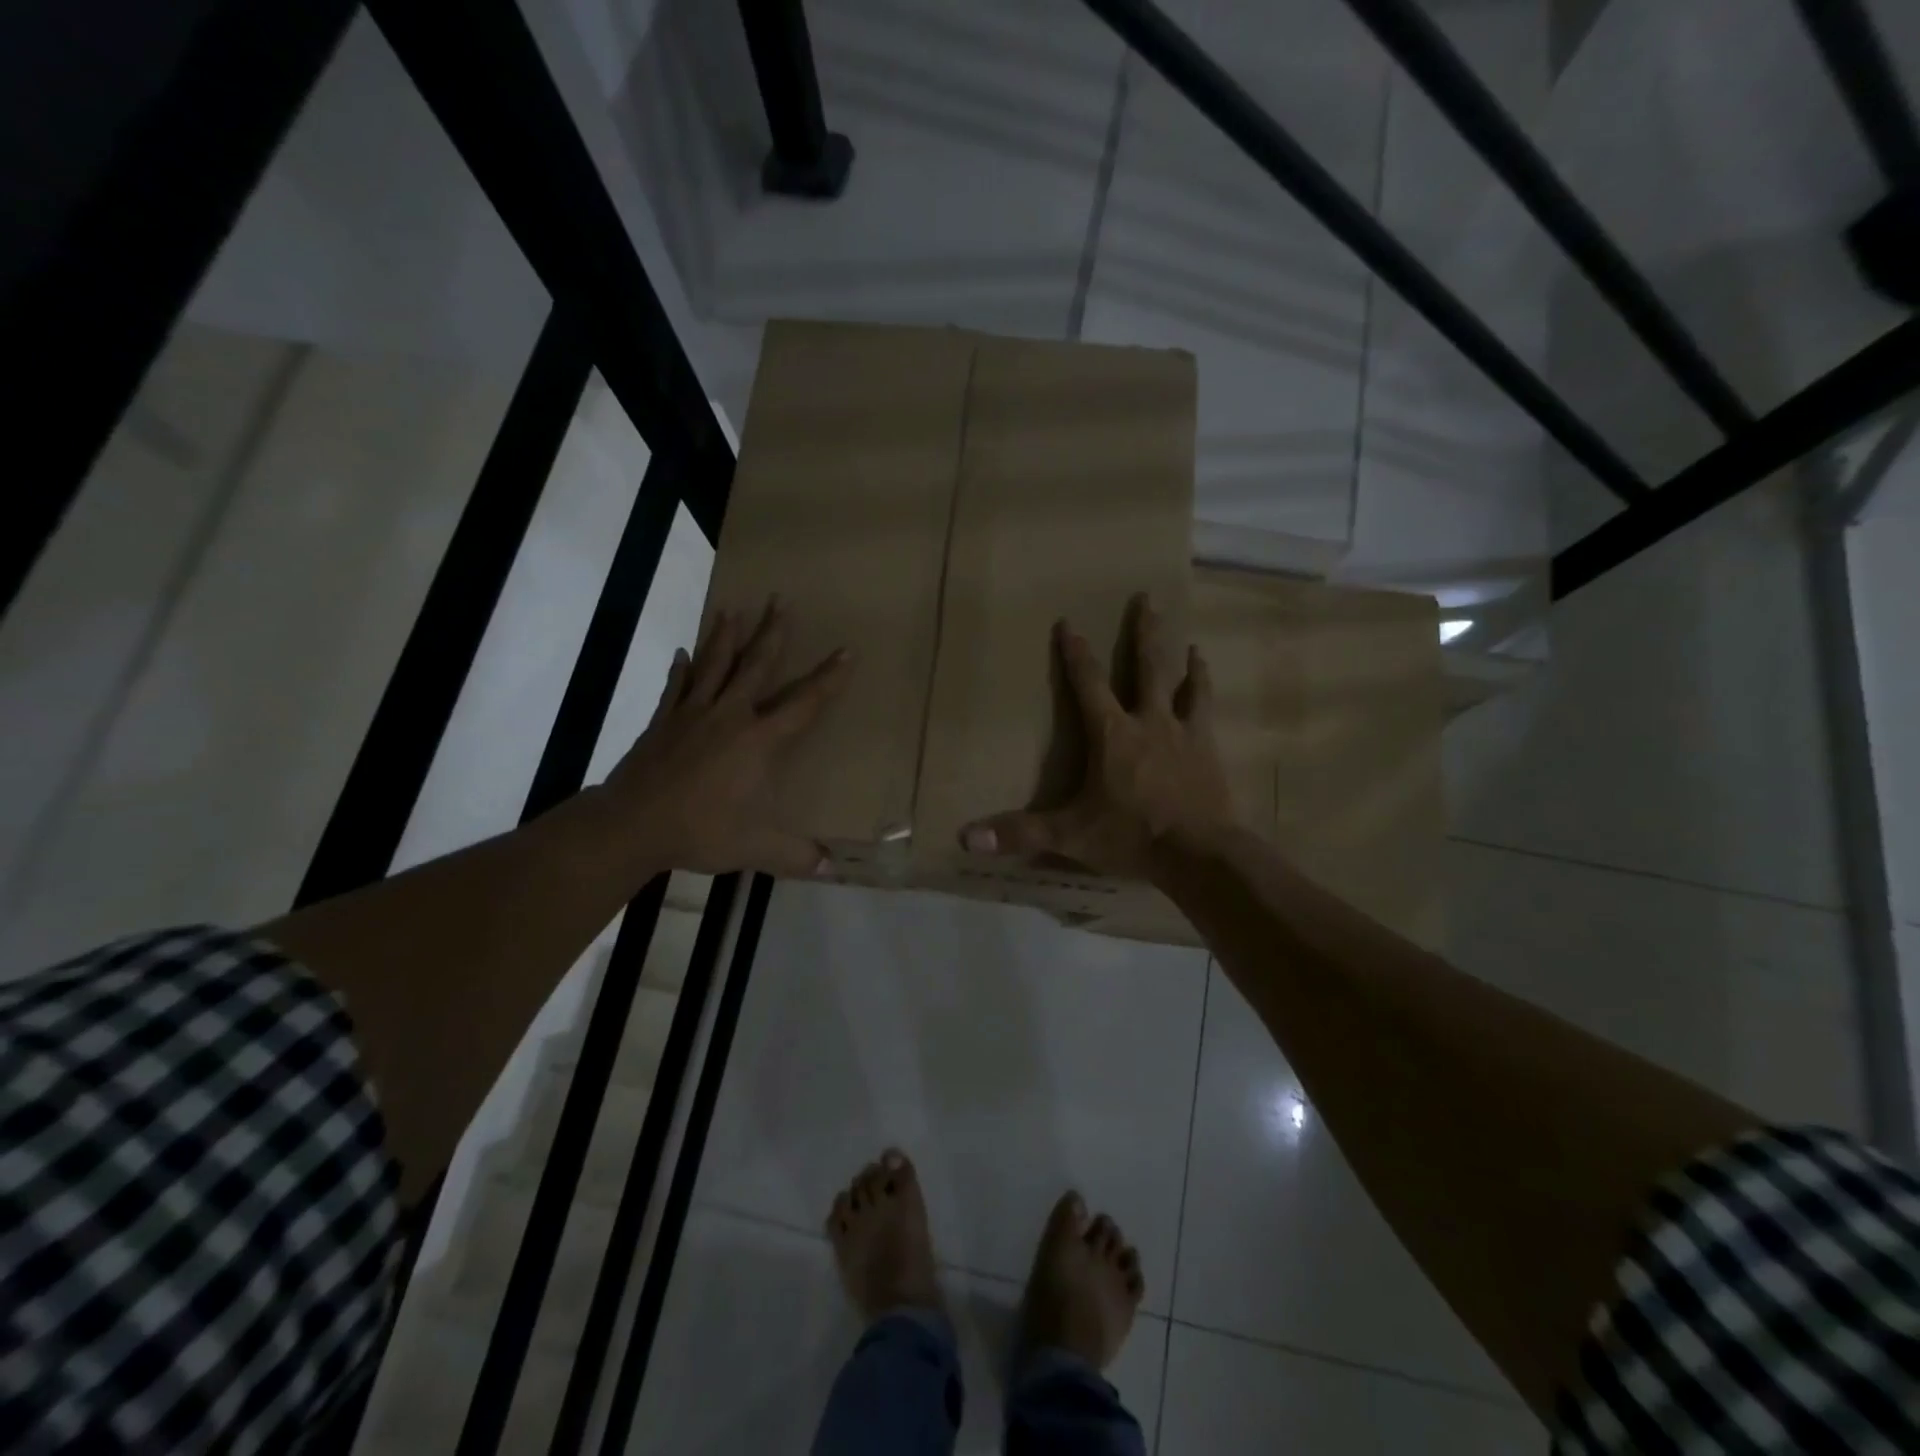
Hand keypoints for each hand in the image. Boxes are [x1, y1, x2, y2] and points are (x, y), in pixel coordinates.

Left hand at [604, 598, 848, 877]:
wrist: (632, 824)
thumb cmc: (701, 830)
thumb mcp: (757, 848)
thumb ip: (797, 856)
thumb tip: (833, 869)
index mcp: (759, 741)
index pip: (803, 703)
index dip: (828, 679)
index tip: (845, 651)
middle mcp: (730, 716)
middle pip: (756, 666)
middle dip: (772, 633)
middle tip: (780, 601)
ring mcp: (692, 714)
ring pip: (714, 665)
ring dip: (725, 636)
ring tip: (733, 609)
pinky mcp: (663, 722)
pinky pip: (676, 687)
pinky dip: (681, 668)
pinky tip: (682, 652)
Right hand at [959, 593, 1237, 879]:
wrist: (1200, 853)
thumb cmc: (1131, 836)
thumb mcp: (1070, 835)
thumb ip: (1021, 833)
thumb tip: (966, 837)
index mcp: (1112, 734)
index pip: (1088, 684)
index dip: (1075, 654)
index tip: (1069, 623)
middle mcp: (1150, 722)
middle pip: (1148, 667)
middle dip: (1144, 633)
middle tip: (1148, 598)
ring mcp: (1185, 734)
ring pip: (1186, 686)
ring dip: (1187, 663)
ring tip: (1192, 645)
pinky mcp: (1210, 752)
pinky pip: (1208, 714)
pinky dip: (1206, 696)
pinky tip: (1209, 690)